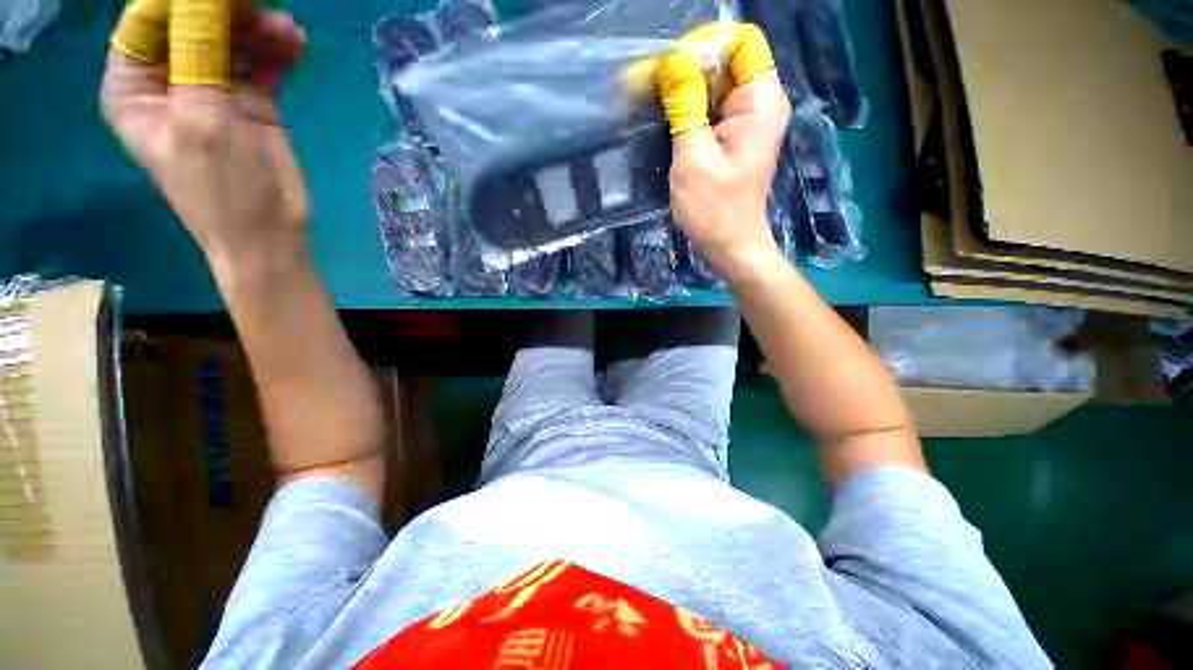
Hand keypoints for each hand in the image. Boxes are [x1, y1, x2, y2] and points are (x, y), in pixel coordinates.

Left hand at [100, 0, 308, 279]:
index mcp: (135, 87)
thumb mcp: (200, 122)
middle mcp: (170, 79)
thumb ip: (198, 57)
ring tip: (288, 32)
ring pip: (231, 37)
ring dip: (259, 28)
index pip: (150, 21)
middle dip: (227, 9)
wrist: (270, 234)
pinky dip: (278, 50)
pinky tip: (296, 45)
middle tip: (263, 10)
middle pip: (193, 23)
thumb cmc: (223, 192)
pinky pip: (261, 61)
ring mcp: (213, 88)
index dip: (183, 1)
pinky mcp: (250, 99)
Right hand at [658, 23, 790, 280]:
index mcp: (760, 101)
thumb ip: (685, 105)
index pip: (740, 42)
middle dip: (688, 69)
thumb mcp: (693, 157)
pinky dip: (691, 112)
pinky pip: (713, 111)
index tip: (670, 69)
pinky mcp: (735, 140)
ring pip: (717, 87)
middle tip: (650, 87)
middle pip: (726, 62)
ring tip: (654, 107)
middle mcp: (760, 104)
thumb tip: (674, 60)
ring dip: (686, 92)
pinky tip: (669, 124)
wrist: (730, 247)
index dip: (704, 46)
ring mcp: (748, 123)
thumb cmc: (714, 210)